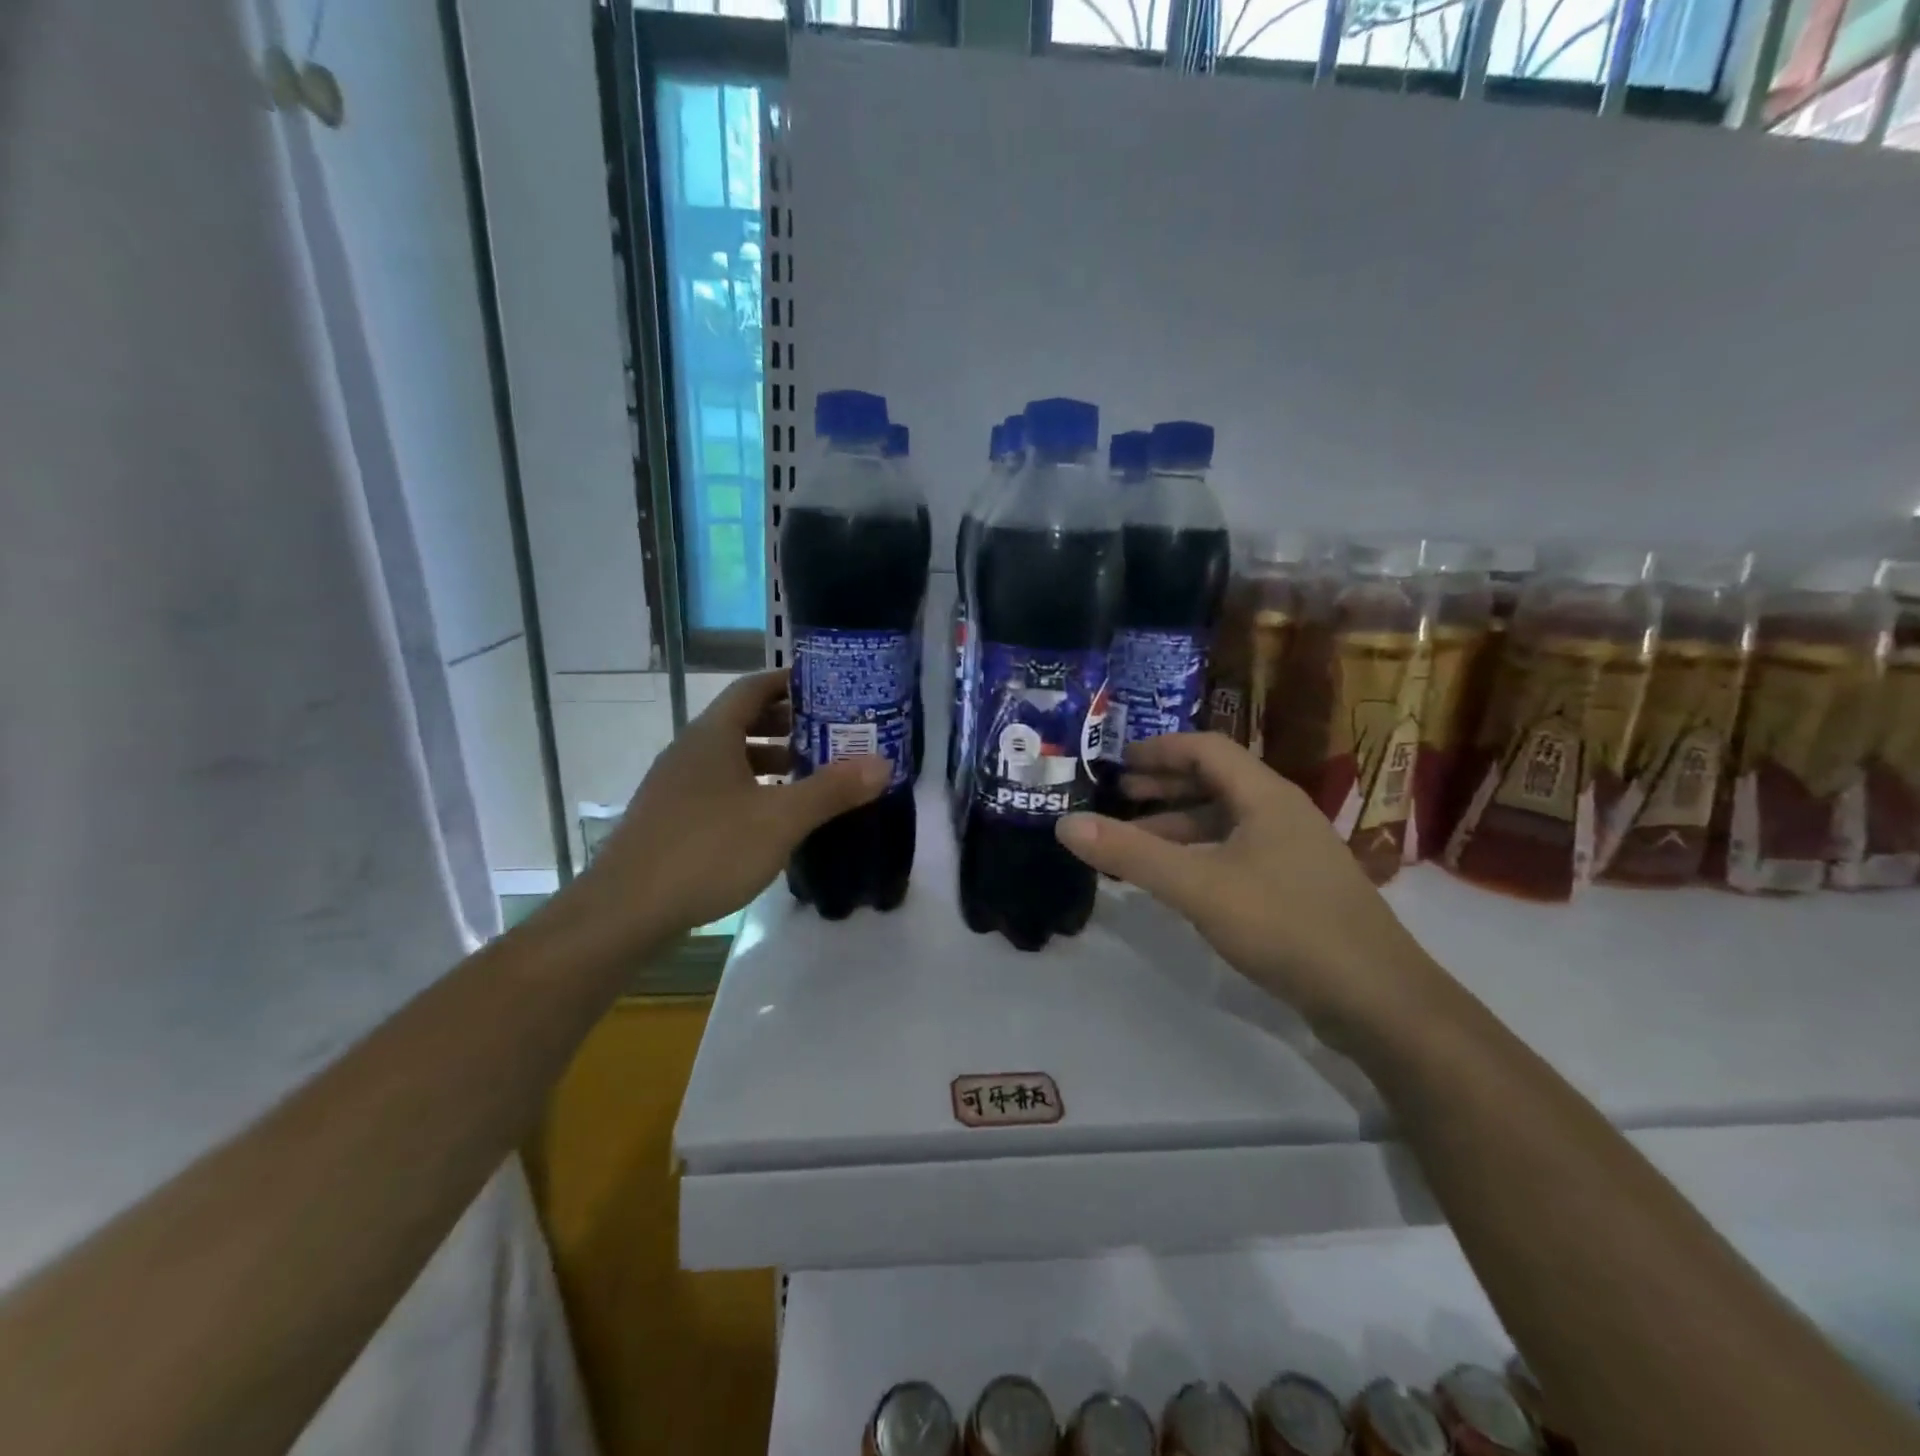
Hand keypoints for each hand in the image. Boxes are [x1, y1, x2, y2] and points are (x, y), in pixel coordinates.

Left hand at [553, 670, 888, 956]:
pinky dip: (751, 788)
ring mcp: (676, 785)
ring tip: (809, 774)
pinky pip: (718, 786)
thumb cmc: (707, 851)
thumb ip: (832, 790)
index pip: (753, 688)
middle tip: (830, 733)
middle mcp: (690, 750)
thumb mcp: (780, 819)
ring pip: (730, 757)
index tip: (827, 688)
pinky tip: (772, 817)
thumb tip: (883, 763)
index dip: (789, 682)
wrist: (626, 911)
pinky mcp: (670, 818)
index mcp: (712, 735)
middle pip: (742, 720)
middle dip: (787, 723)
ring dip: (770, 759)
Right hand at [1055, 733, 1443, 1041]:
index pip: (1207, 749)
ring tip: (1133, 841)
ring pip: (1225, 822)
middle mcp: (1281, 813)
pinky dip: (1199, 855)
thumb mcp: (1198, 886)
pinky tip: (1176, 880)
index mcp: (1265, 796)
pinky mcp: (1296, 888)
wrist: (1376, 998)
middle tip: (1118, 796)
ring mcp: (1293, 852)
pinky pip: (1236, 854)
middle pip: (1216, 782)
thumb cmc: (1286, 925)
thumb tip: (1066, 823)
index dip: (1160, 749)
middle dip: (1164, 786)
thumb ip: (1132, 854)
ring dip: (1178, 825)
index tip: (1118, 760)